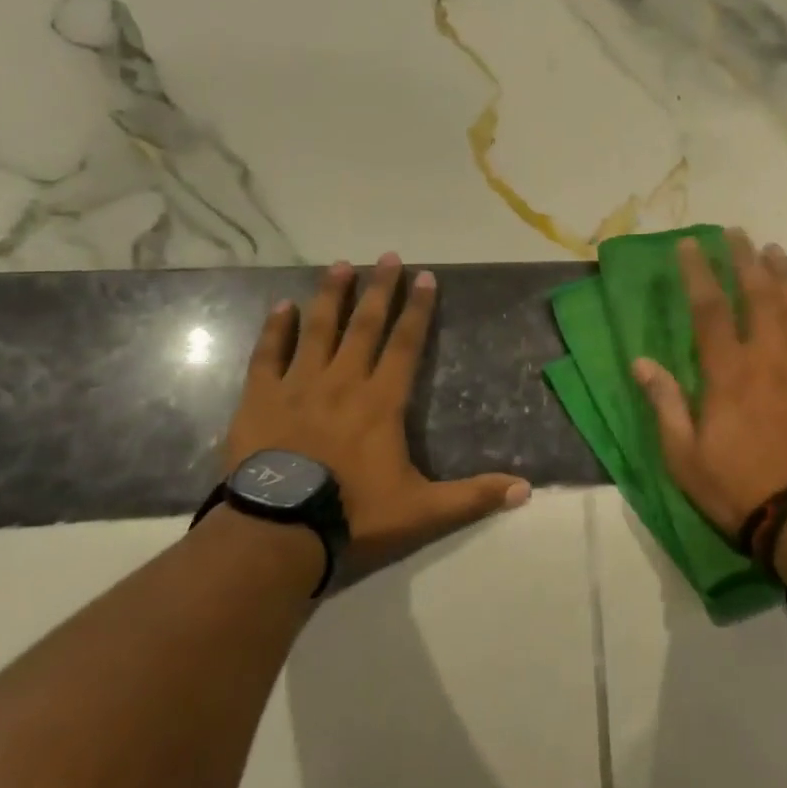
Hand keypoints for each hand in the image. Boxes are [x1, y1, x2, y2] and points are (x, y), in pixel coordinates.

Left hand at [224, 253, 530, 570]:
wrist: (279, 532)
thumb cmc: (353, 514)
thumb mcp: (423, 511)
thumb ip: (473, 496)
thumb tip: (526, 489)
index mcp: (381, 401)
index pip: (406, 344)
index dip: (418, 309)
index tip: (425, 276)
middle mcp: (343, 382)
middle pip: (366, 326)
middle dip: (380, 289)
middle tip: (388, 256)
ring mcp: (298, 386)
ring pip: (318, 330)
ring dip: (332, 296)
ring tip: (340, 265)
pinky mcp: (260, 399)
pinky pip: (268, 355)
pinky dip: (276, 329)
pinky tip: (282, 307)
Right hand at [632, 230, 786, 539]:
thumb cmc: (738, 488)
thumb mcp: (684, 456)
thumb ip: (665, 404)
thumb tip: (641, 363)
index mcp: (728, 372)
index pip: (709, 308)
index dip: (697, 272)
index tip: (689, 245)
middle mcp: (769, 357)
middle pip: (758, 294)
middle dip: (744, 259)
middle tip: (736, 233)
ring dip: (784, 274)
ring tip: (774, 250)